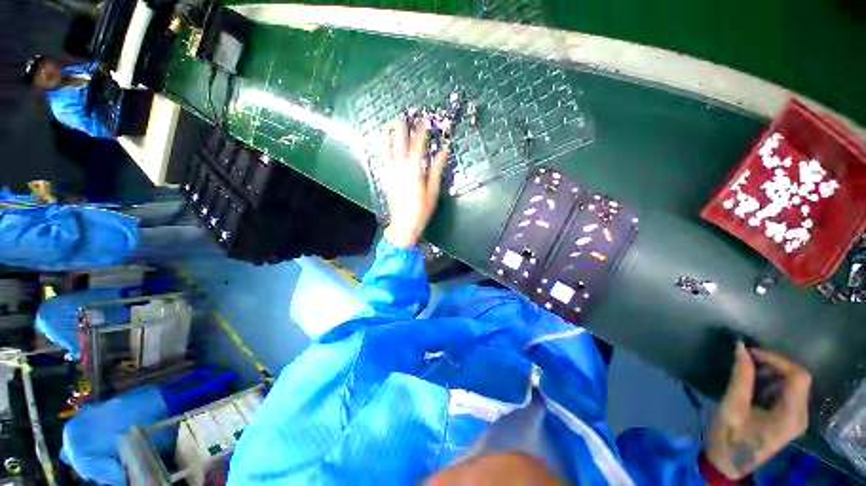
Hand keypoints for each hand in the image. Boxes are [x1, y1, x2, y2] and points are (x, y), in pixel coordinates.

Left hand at [380, 117, 448, 247]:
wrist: (404, 224)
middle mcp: (401, 169)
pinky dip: (382, 150)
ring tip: (388, 124)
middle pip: (401, 145)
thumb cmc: (421, 210)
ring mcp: (391, 174)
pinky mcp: (386, 179)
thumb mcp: (433, 192)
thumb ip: (437, 170)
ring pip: (388, 150)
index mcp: (414, 172)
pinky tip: (382, 144)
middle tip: (404, 116)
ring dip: (388, 136)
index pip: (418, 147)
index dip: (421, 133)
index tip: (424, 122)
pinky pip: (383, 161)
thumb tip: (443, 153)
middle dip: (402, 129)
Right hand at [705, 342, 811, 478]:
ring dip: (773, 372)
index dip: (777, 360)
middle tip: (748, 360)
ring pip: (795, 384)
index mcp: (790, 417)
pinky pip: (789, 392)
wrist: (728, 463)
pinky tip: (755, 384)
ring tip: (749, 371)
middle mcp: (801, 416)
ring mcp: (797, 419)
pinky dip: (773, 382)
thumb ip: (740, 377)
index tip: (751, 353)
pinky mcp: (791, 419)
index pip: (798, 377)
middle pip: (799, 379)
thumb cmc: (729, 437)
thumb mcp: (731, 407)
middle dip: (774, 365)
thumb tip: (741, 347)